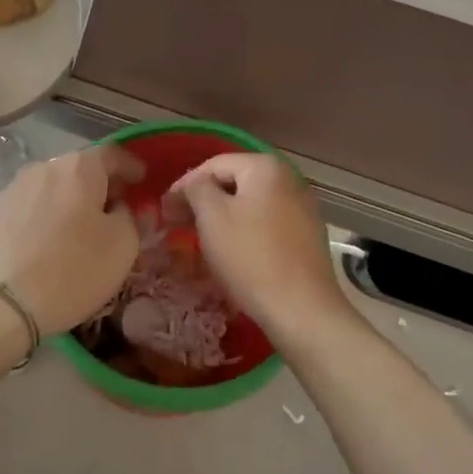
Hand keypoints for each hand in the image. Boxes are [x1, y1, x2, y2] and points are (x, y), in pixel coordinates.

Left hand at [0, 146, 143, 336]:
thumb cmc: (72, 270)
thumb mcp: (122, 246)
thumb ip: (130, 218)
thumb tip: (118, 209)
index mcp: (79, 168)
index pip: (113, 154)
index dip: (131, 166)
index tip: (142, 181)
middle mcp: (44, 168)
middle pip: (80, 169)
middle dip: (101, 185)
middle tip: (117, 208)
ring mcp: (15, 189)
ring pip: (55, 187)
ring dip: (73, 201)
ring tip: (84, 227)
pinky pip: (34, 206)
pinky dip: (50, 216)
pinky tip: (54, 240)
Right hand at [162, 153, 352, 341]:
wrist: (300, 308)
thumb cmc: (250, 256)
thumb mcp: (212, 216)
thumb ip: (196, 188)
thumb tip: (193, 184)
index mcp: (266, 167)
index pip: (213, 165)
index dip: (184, 185)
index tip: (164, 211)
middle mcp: (290, 179)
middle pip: (234, 183)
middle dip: (203, 202)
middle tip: (177, 225)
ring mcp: (303, 208)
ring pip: (250, 205)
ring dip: (223, 218)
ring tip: (200, 239)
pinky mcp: (307, 236)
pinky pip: (266, 224)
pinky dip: (244, 232)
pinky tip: (232, 252)